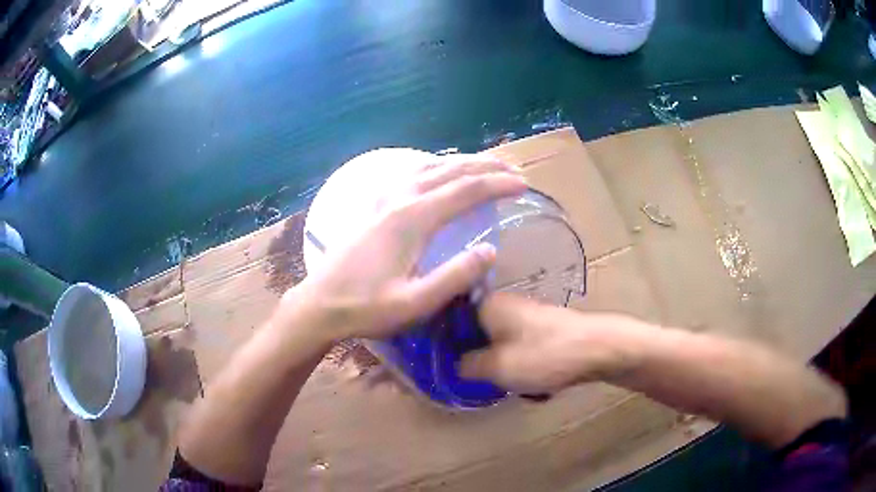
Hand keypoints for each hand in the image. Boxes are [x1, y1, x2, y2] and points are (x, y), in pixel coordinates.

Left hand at [289, 156, 526, 340]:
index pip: (466, 190)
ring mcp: (384, 199)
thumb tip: (490, 250)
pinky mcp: (374, 206)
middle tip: (513, 171)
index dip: (498, 185)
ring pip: (430, 167)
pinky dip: (435, 167)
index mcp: (413, 218)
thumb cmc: (366, 307)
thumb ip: (455, 277)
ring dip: (462, 163)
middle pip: (450, 170)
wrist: (319, 304)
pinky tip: (438, 173)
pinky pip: (411, 174)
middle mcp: (400, 198)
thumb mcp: (415, 303)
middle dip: (486, 167)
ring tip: (486, 166)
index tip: (524, 186)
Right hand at [460, 293, 646, 393]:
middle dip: (482, 363)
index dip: (445, 344)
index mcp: (487, 305)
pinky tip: (540, 385)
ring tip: (522, 388)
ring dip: (507, 370)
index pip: (451, 319)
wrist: (599, 349)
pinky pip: (522, 350)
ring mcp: (527, 315)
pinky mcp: (544, 328)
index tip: (446, 366)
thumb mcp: (497, 367)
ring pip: (501, 347)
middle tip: (489, 383)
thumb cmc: (544, 355)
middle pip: (477, 336)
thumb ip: (466, 366)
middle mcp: (504, 304)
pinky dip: (526, 367)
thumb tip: (451, 364)